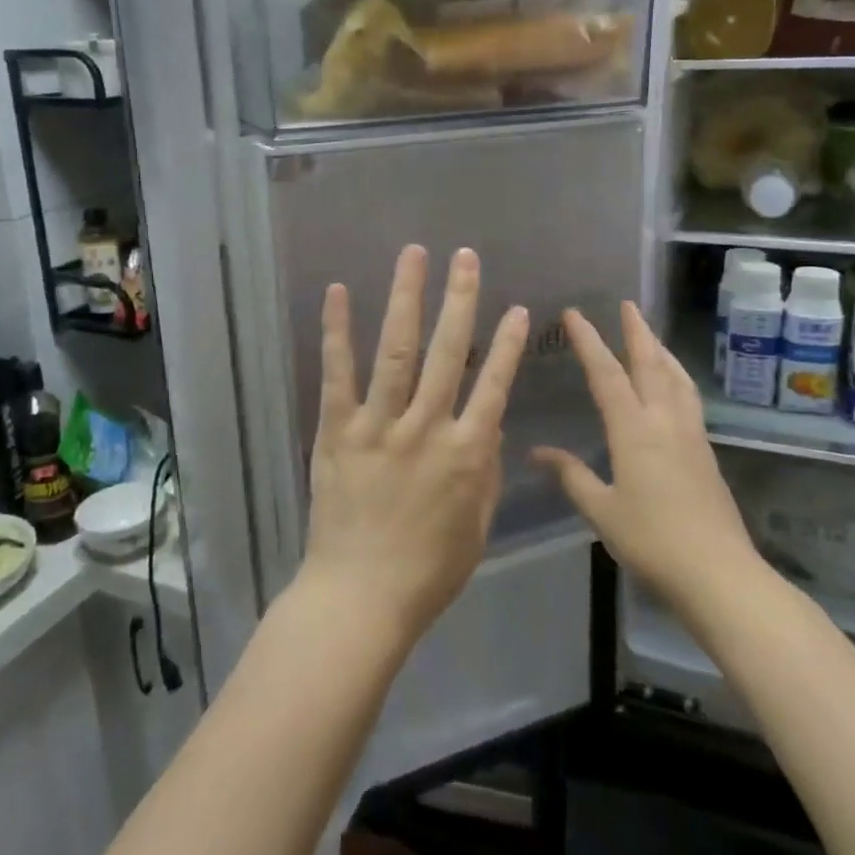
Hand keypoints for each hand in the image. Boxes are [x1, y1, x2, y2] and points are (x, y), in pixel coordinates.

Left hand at [301, 245, 529, 646]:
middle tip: (465, 256)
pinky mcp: (336, 431)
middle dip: (460, 298)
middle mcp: (426, 427)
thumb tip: (489, 424)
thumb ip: (486, 471)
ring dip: (407, 298)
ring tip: (414, 255)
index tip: (518, 309)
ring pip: (397, 350)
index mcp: (467, 454)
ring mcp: (378, 425)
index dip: (508, 344)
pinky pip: (337, 374)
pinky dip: (338, 331)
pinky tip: (340, 292)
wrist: (360, 598)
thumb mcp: (477, 527)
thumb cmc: (427, 571)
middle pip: (448, 351)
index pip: (495, 385)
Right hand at [533, 302, 765, 618]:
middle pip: (651, 364)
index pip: (607, 374)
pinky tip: (673, 385)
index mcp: (634, 430)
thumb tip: (538, 452)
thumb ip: (571, 475)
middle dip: (637, 331)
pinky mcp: (706, 452)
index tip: (575, 314)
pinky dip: (677, 376)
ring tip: (651, 335)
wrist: (719, 573)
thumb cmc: (652, 541)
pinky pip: (689, 398)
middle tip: (627, 304)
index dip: (589, 341)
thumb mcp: (602, 510)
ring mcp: (691, 434)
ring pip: (677, 378)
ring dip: (661, 350)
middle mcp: (665, 421)